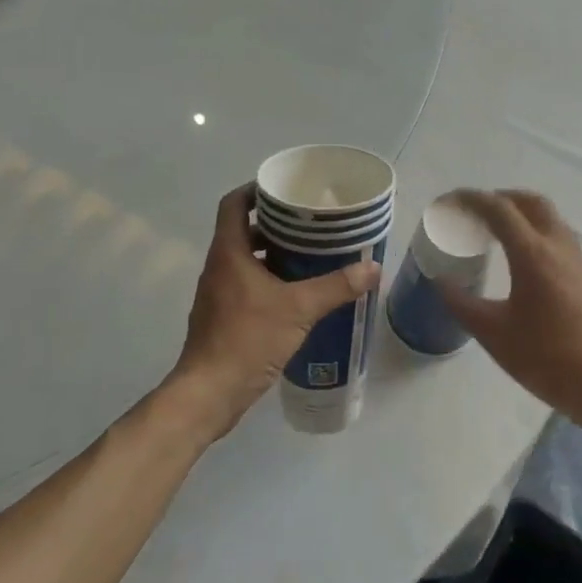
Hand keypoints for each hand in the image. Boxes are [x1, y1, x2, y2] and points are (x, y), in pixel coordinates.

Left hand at [164, 184, 379, 440]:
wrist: (209, 394)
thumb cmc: (247, 339)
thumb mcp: (299, 309)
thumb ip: (336, 287)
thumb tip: (373, 268)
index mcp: (229, 252)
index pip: (234, 204)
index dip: (255, 190)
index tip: (284, 189)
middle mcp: (218, 267)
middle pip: (243, 230)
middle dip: (274, 224)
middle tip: (309, 222)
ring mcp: (217, 294)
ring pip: (245, 260)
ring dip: (272, 254)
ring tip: (309, 255)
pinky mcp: (222, 317)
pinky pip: (246, 285)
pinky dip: (268, 280)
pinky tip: (296, 294)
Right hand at [440, 189, 581, 430]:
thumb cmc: (548, 359)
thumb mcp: (494, 334)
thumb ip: (462, 304)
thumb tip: (441, 282)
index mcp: (533, 254)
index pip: (498, 208)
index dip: (470, 199)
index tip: (447, 203)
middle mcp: (558, 246)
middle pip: (529, 201)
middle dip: (499, 198)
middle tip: (473, 213)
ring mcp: (578, 260)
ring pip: (548, 217)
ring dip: (519, 213)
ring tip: (493, 232)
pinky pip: (557, 237)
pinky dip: (534, 232)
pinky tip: (521, 260)